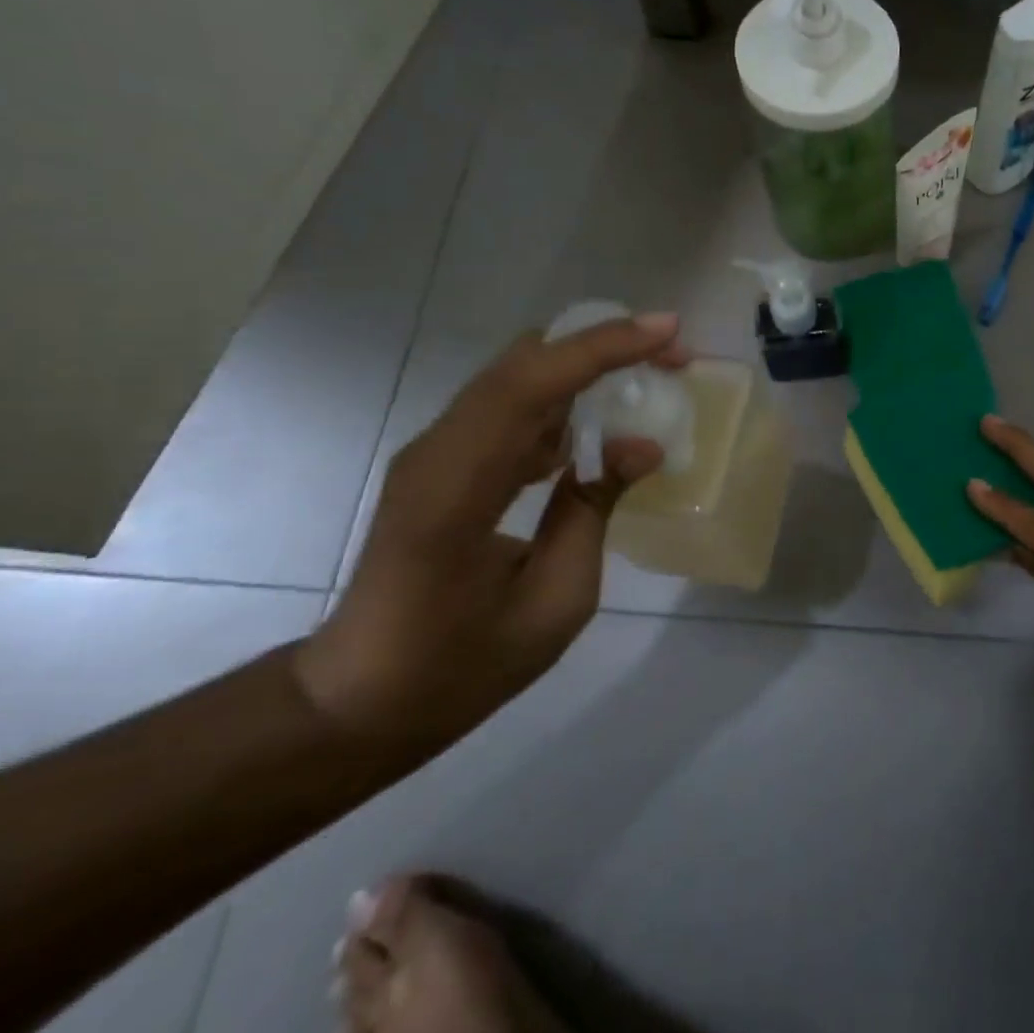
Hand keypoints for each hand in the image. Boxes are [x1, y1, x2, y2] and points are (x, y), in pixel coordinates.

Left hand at [294, 315, 686, 745]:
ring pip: (519, 375)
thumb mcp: (555, 599)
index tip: (670, 332)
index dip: (603, 349)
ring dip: (587, 364)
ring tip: (652, 374)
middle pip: (524, 362)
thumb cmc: (461, 666)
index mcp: (456, 490)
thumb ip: (595, 509)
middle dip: (604, 344)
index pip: (529, 387)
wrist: (361, 700)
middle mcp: (438, 452)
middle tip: (672, 354)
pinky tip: (604, 417)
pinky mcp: (445, 460)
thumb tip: (643, 445)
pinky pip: (512, 406)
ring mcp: (436, 451)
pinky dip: (565, 396)